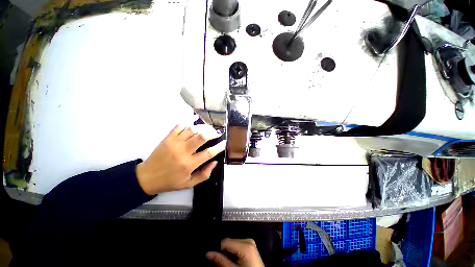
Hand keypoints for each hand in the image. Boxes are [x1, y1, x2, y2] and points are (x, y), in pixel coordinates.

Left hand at [136, 124, 224, 194]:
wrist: (147, 177)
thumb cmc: (170, 181)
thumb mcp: (189, 184)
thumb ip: (204, 174)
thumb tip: (215, 162)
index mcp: (189, 164)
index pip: (209, 153)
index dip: (219, 147)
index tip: (224, 143)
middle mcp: (183, 151)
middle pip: (202, 137)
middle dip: (212, 133)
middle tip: (217, 133)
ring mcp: (175, 142)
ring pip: (193, 129)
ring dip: (203, 127)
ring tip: (209, 128)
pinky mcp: (168, 137)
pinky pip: (180, 125)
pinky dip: (188, 120)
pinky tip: (195, 119)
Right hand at [206, 239, 264, 266]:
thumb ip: (220, 261)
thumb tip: (208, 253)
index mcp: (245, 246)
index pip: (225, 242)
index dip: (218, 250)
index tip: (214, 257)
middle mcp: (248, 240)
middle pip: (229, 242)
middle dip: (224, 251)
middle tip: (223, 263)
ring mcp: (250, 242)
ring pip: (233, 243)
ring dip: (229, 252)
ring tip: (230, 263)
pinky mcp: (250, 245)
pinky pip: (238, 245)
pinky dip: (234, 252)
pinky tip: (235, 261)